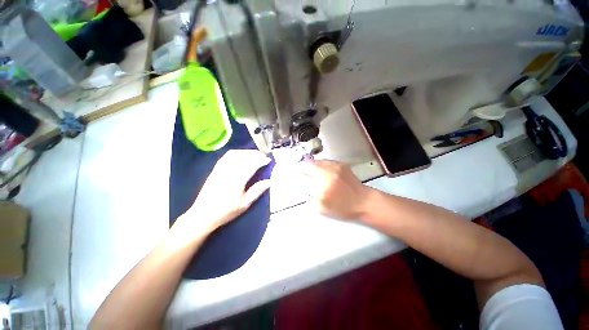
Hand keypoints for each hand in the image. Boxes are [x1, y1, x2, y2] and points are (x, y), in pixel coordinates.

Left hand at [177, 150, 270, 232]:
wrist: (202, 214)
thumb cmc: (226, 212)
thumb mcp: (244, 205)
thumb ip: (257, 191)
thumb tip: (269, 181)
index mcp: (236, 181)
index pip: (251, 165)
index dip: (261, 161)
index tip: (268, 160)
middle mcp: (228, 172)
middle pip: (243, 157)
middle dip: (255, 154)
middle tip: (264, 156)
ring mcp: (220, 169)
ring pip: (235, 154)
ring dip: (246, 152)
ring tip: (255, 154)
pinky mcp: (215, 169)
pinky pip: (226, 156)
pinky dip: (236, 153)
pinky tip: (241, 155)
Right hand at [298, 160, 371, 220]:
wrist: (363, 201)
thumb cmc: (342, 209)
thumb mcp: (321, 209)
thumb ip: (309, 197)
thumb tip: (302, 186)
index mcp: (320, 189)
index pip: (301, 178)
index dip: (295, 177)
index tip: (293, 177)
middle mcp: (326, 175)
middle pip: (306, 166)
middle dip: (299, 168)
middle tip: (298, 171)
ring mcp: (333, 168)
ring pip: (314, 161)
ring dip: (308, 165)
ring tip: (307, 168)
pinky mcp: (340, 164)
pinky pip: (324, 161)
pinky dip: (318, 164)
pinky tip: (319, 168)